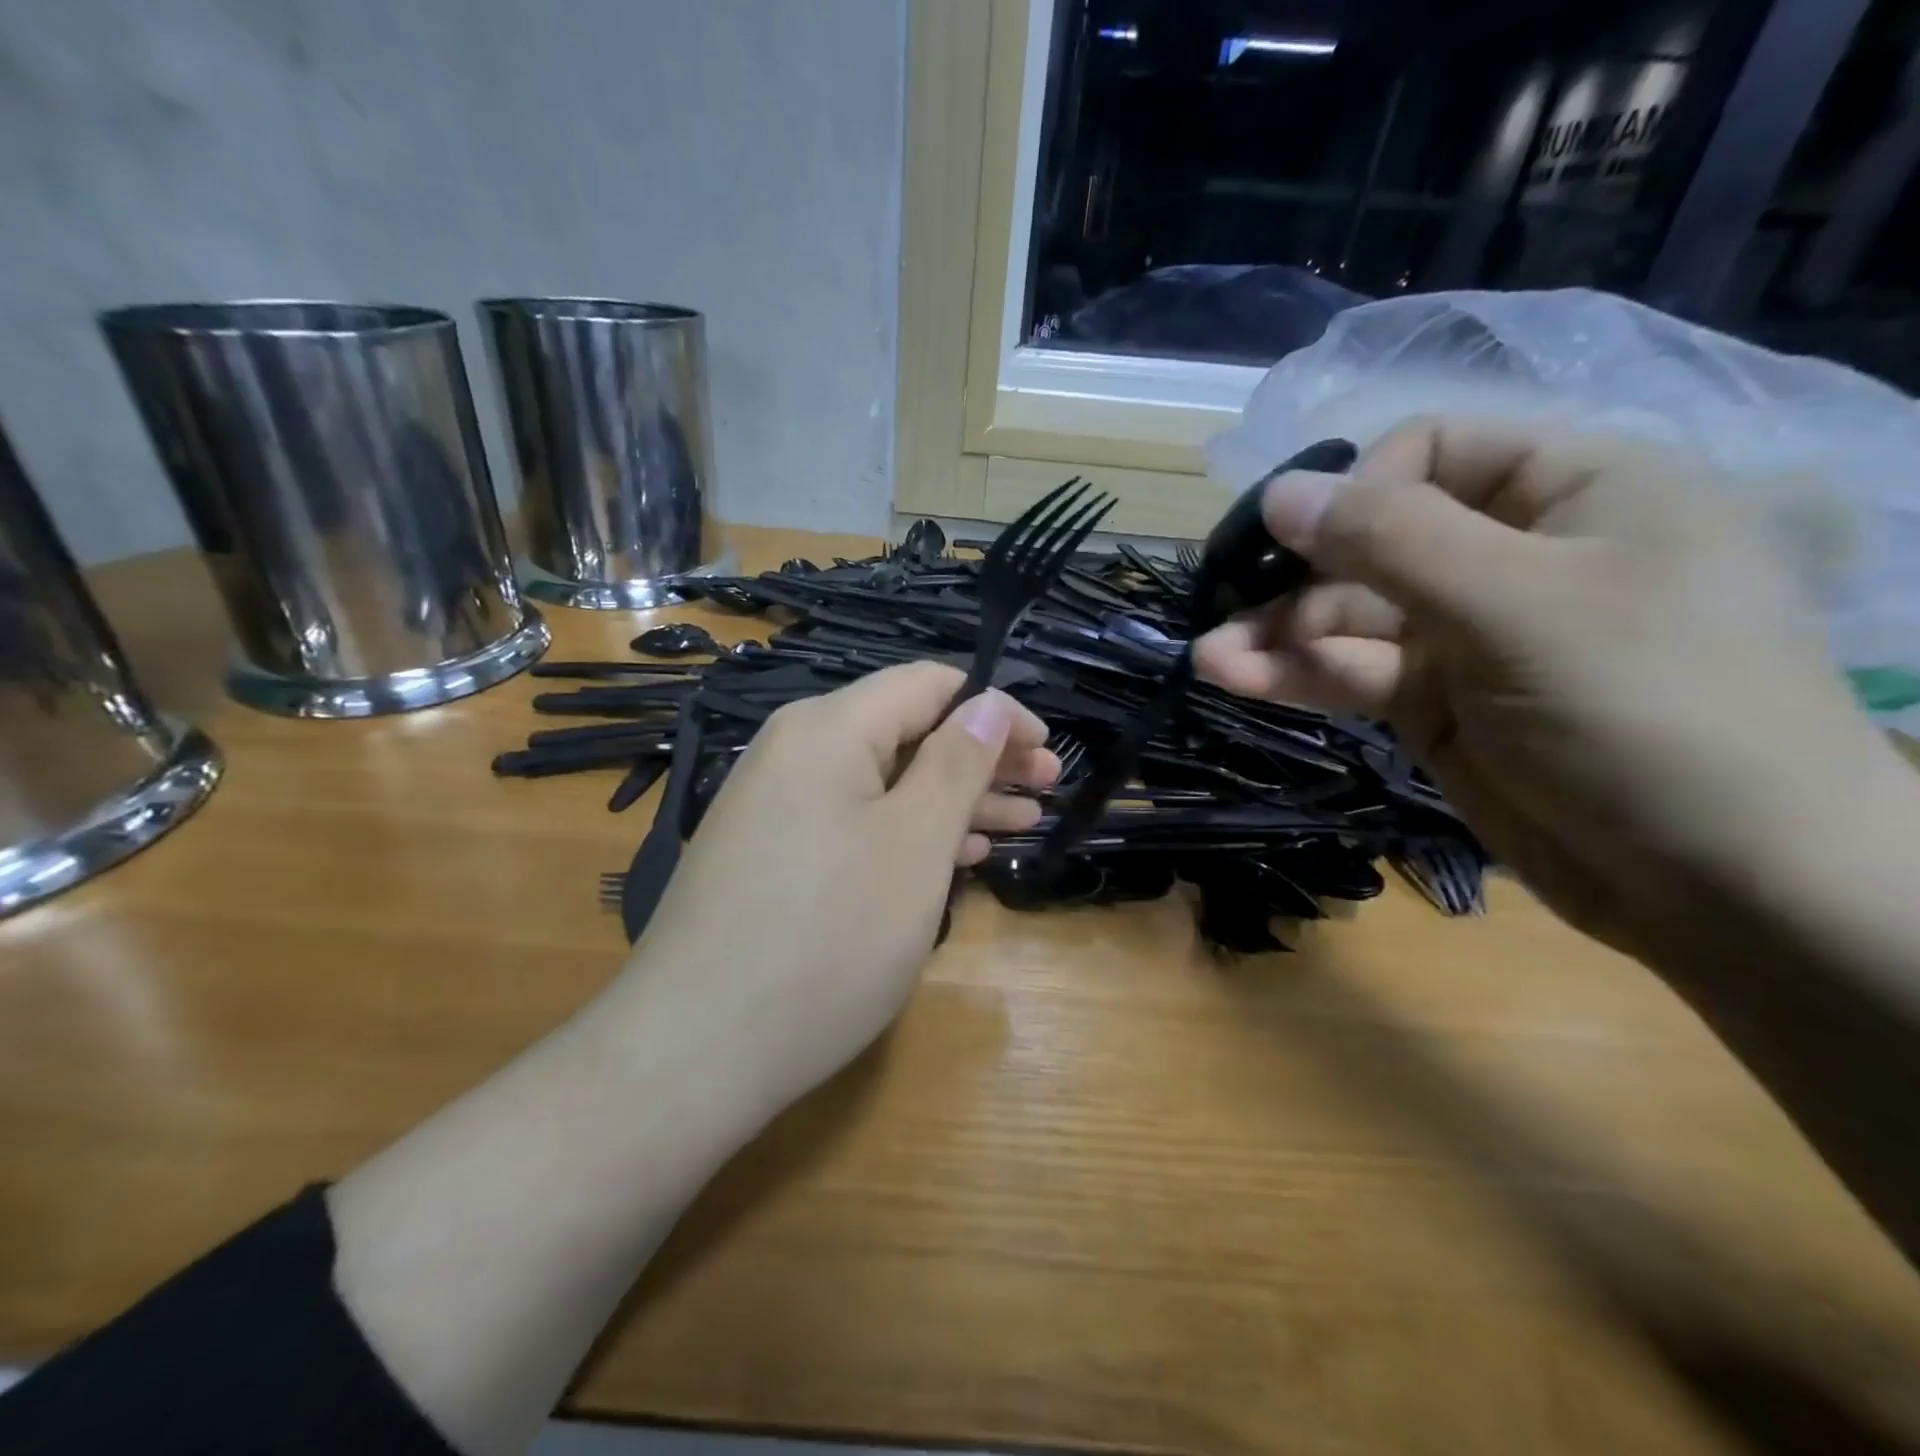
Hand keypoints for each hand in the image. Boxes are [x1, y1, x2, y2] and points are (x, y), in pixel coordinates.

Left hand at [626, 661, 1056, 1113]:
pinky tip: (954, 855)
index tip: (1045, 749)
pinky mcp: (770, 855)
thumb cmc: (828, 939)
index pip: (929, 685)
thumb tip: (988, 704)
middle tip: (1044, 788)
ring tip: (1018, 822)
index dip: (994, 709)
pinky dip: (907, 832)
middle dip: (981, 758)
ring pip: (884, 782)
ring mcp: (776, 806)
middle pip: (907, 732)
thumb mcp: (914, 844)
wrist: (693, 1052)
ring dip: (953, 799)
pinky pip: (853, 822)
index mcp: (828, 728)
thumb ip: (957, 764)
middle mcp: (794, 751)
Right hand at [1193, 417, 1911, 965]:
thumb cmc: (1648, 710)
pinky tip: (1232, 679)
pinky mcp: (1434, 705)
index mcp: (1571, 492)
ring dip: (1277, 636)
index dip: (1362, 488)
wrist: (1722, 884)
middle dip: (1298, 577)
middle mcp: (1512, 555)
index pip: (1433, 452)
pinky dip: (1295, 677)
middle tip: (1225, 607)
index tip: (1311, 540)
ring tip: (1208, 659)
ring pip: (1349, 617)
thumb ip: (1392, 542)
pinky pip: (1352, 674)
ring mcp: (1467, 636)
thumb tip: (1282, 491)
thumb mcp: (1519, 605)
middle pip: (1373, 543)